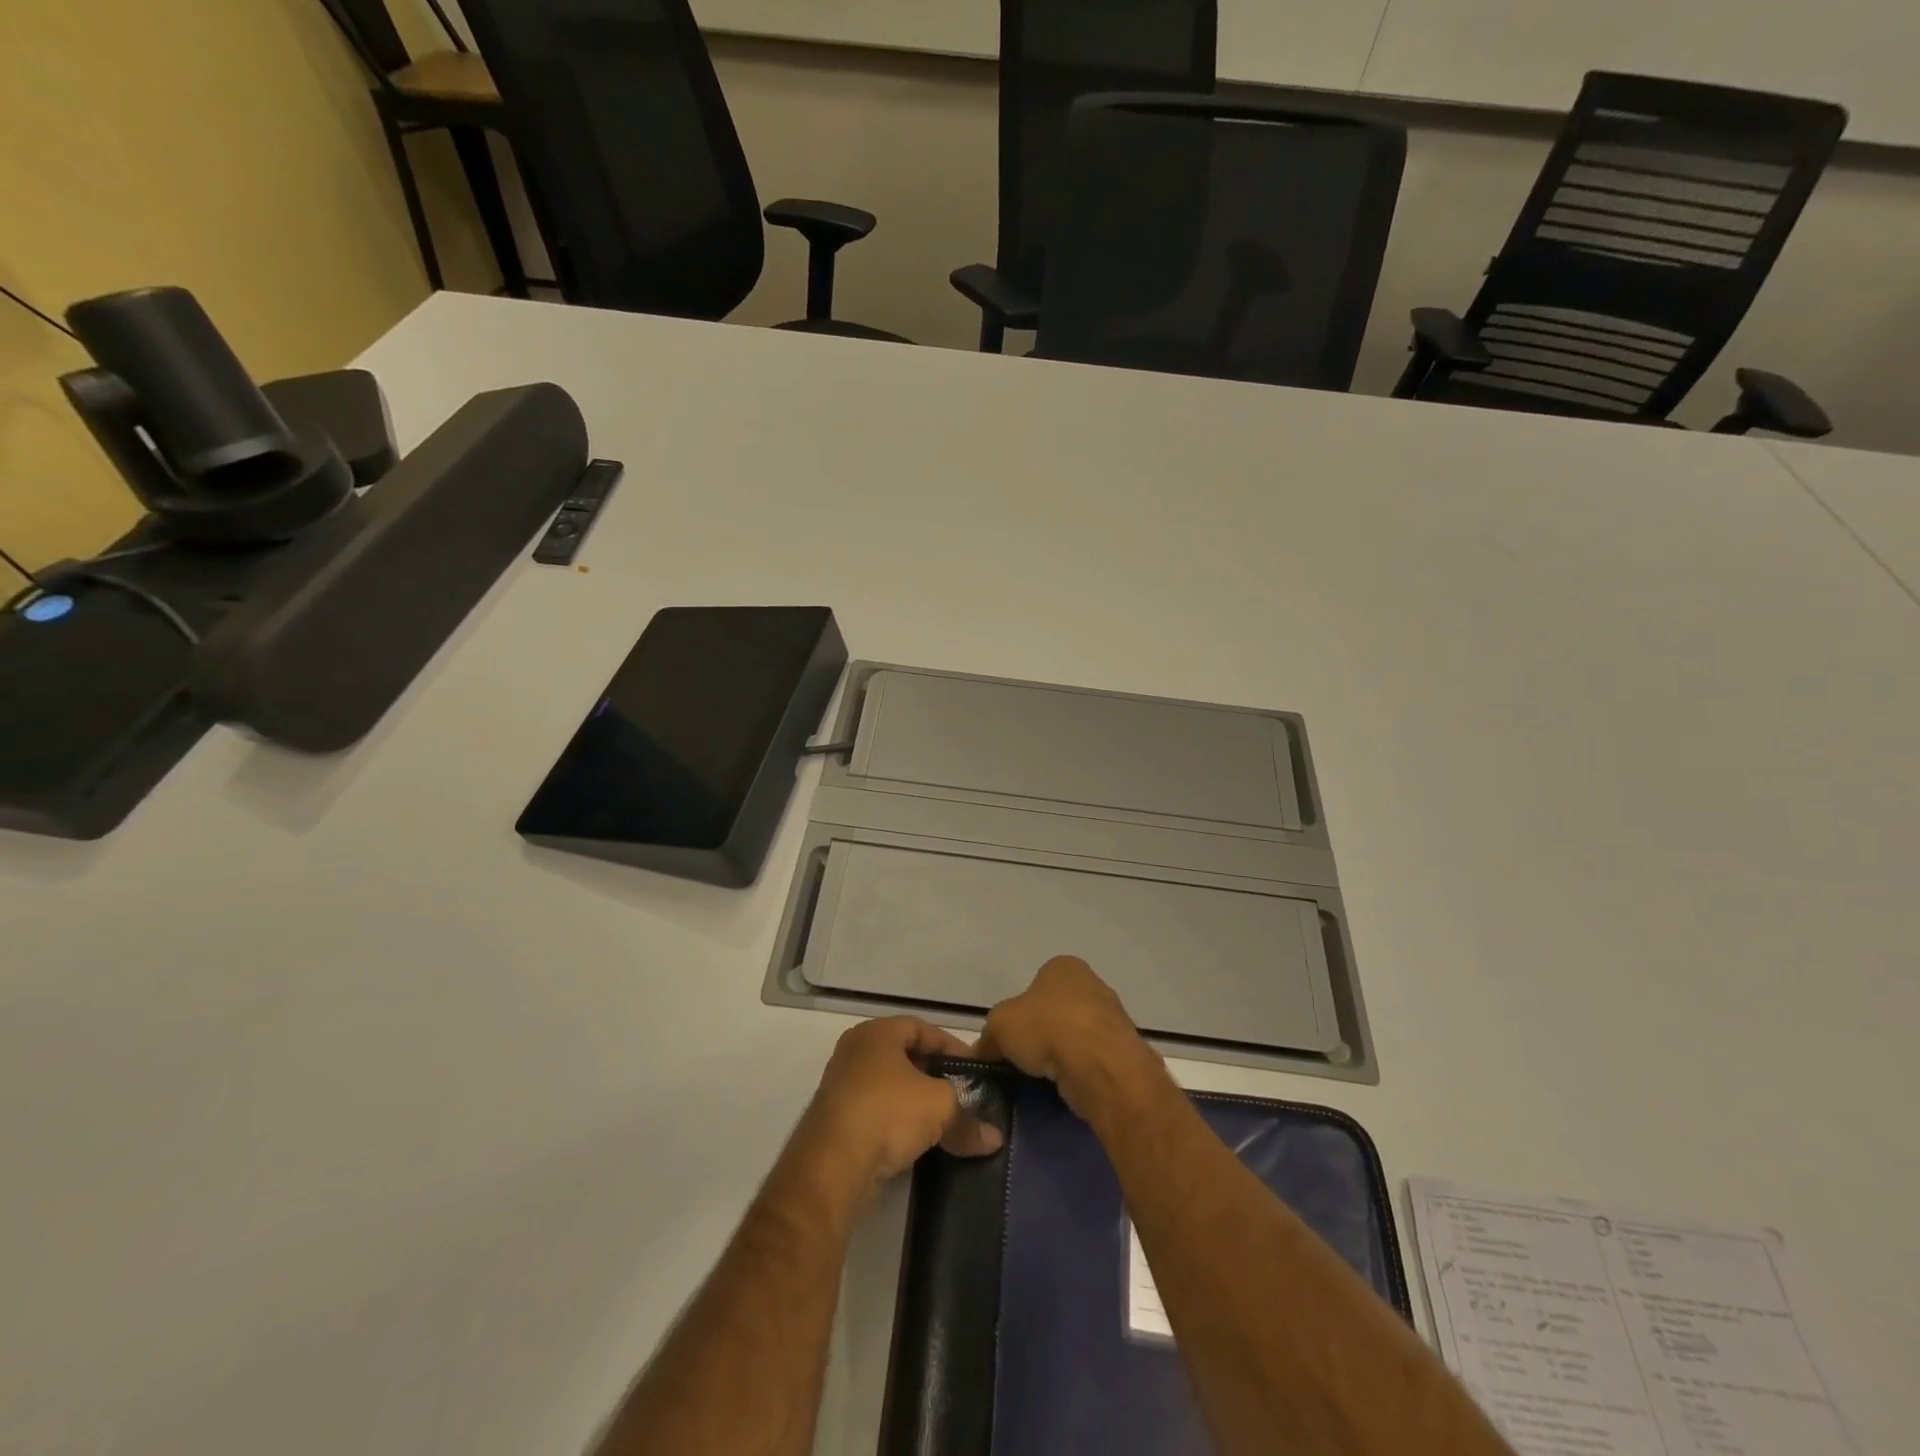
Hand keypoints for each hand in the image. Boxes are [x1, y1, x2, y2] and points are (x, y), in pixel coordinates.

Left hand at [788, 1017, 1003, 1204]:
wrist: (831, 1165)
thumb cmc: (887, 1112)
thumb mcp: (940, 1108)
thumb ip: (968, 1118)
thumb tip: (994, 1139)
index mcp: (877, 1033)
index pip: (923, 1029)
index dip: (952, 1047)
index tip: (975, 1071)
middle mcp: (855, 1051)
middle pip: (906, 1058)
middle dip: (937, 1077)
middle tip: (963, 1095)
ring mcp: (842, 1085)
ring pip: (891, 1087)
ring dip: (918, 1103)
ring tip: (946, 1123)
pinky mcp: (836, 1119)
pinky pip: (877, 1112)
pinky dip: (899, 1123)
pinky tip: (918, 1143)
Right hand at [975, 955, 1159, 1120]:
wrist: (1100, 1065)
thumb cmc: (1047, 1028)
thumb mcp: (999, 1025)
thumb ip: (988, 1036)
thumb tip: (981, 1052)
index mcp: (1063, 967)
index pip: (1034, 987)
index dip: (1018, 1013)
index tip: (1010, 1039)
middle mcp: (1091, 984)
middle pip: (1056, 1012)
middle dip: (1041, 1035)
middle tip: (1024, 1060)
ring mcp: (1111, 1017)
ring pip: (1074, 1037)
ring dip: (1060, 1055)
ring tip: (1044, 1078)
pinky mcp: (1123, 1050)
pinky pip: (1091, 1060)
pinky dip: (1078, 1072)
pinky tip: (1066, 1086)